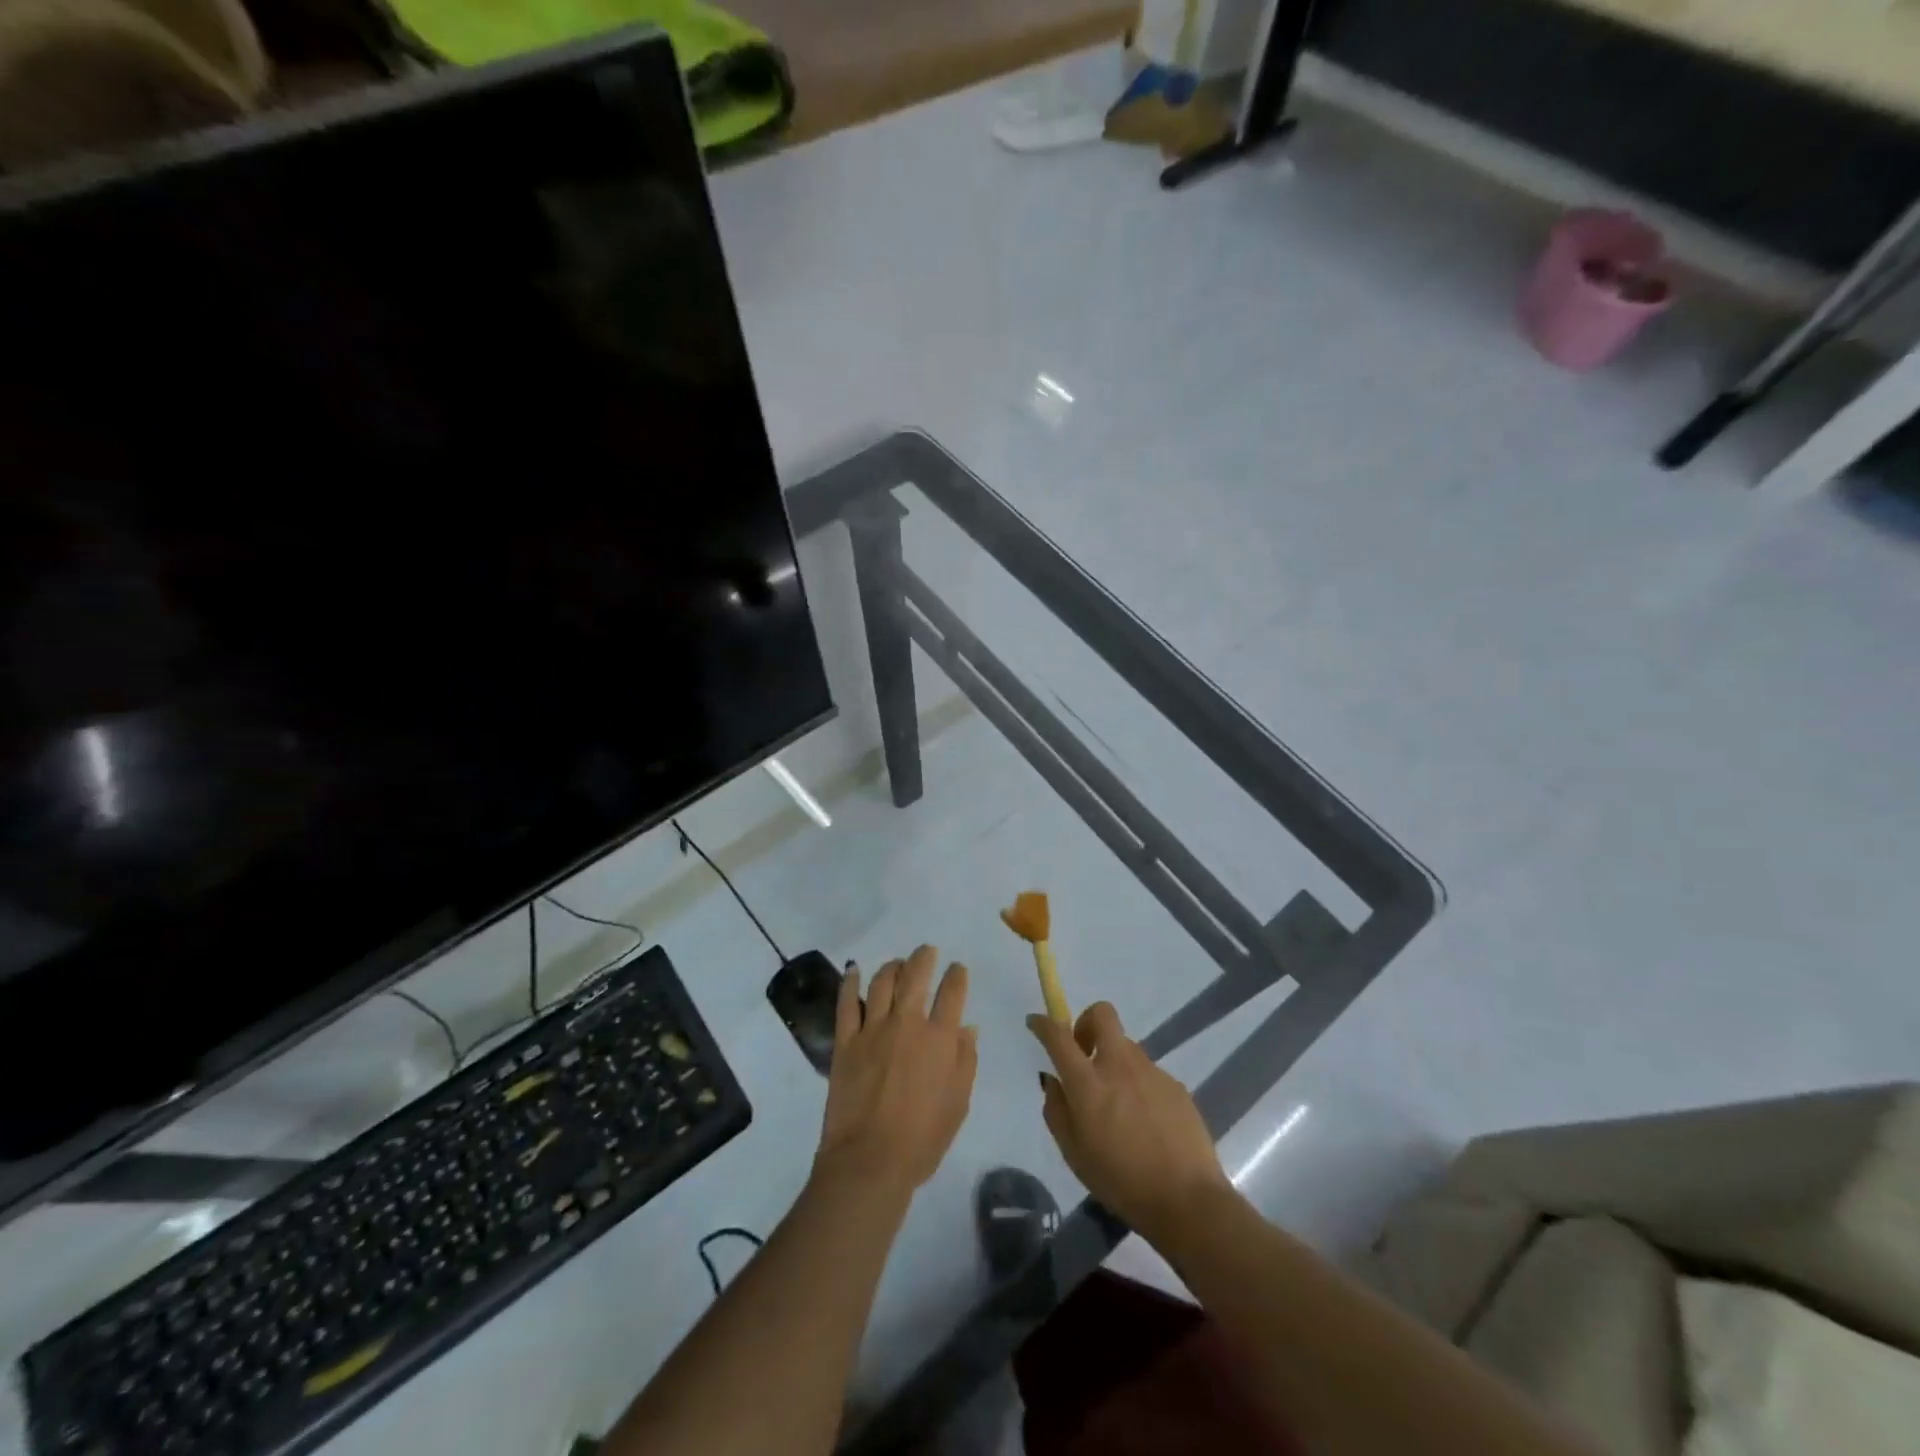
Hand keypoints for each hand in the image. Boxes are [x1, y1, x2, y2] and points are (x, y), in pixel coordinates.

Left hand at [815, 945, 976, 1201]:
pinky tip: (853, 971)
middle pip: (916, 975)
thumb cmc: (923, 1139)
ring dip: (892, 966)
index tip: (957, 969)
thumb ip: (965, 1061)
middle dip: (924, 957)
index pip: (952, 991)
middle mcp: (907, 1023)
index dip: (957, 975)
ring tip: (897, 964)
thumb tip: (967, 1028)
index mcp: (940, 1038)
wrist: (870, 1161)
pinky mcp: (846, 1041)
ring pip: (882, 981)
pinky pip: (847, 1003)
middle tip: (927, 952)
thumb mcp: (958, 1103)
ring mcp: (873, 1029)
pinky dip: (850, 983)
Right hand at [1029, 1002, 1232, 1245]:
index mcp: (1089, 1083)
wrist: (1187, 1200)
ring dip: (1114, 1061)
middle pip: (1102, 1014)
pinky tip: (1145, 1122)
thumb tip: (1054, 1082)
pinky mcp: (1175, 1084)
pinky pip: (1147, 1073)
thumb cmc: (1121, 1181)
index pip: (1059, 1037)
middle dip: (1087, 1022)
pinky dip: (1138, 1085)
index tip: (1036, 1022)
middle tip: (1084, 1054)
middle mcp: (1119, 1066)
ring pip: (1126, 1047)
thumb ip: (1057, 1111)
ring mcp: (1151, 1072)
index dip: (1043, 1023)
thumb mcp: (1074, 1154)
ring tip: (1118, 1104)